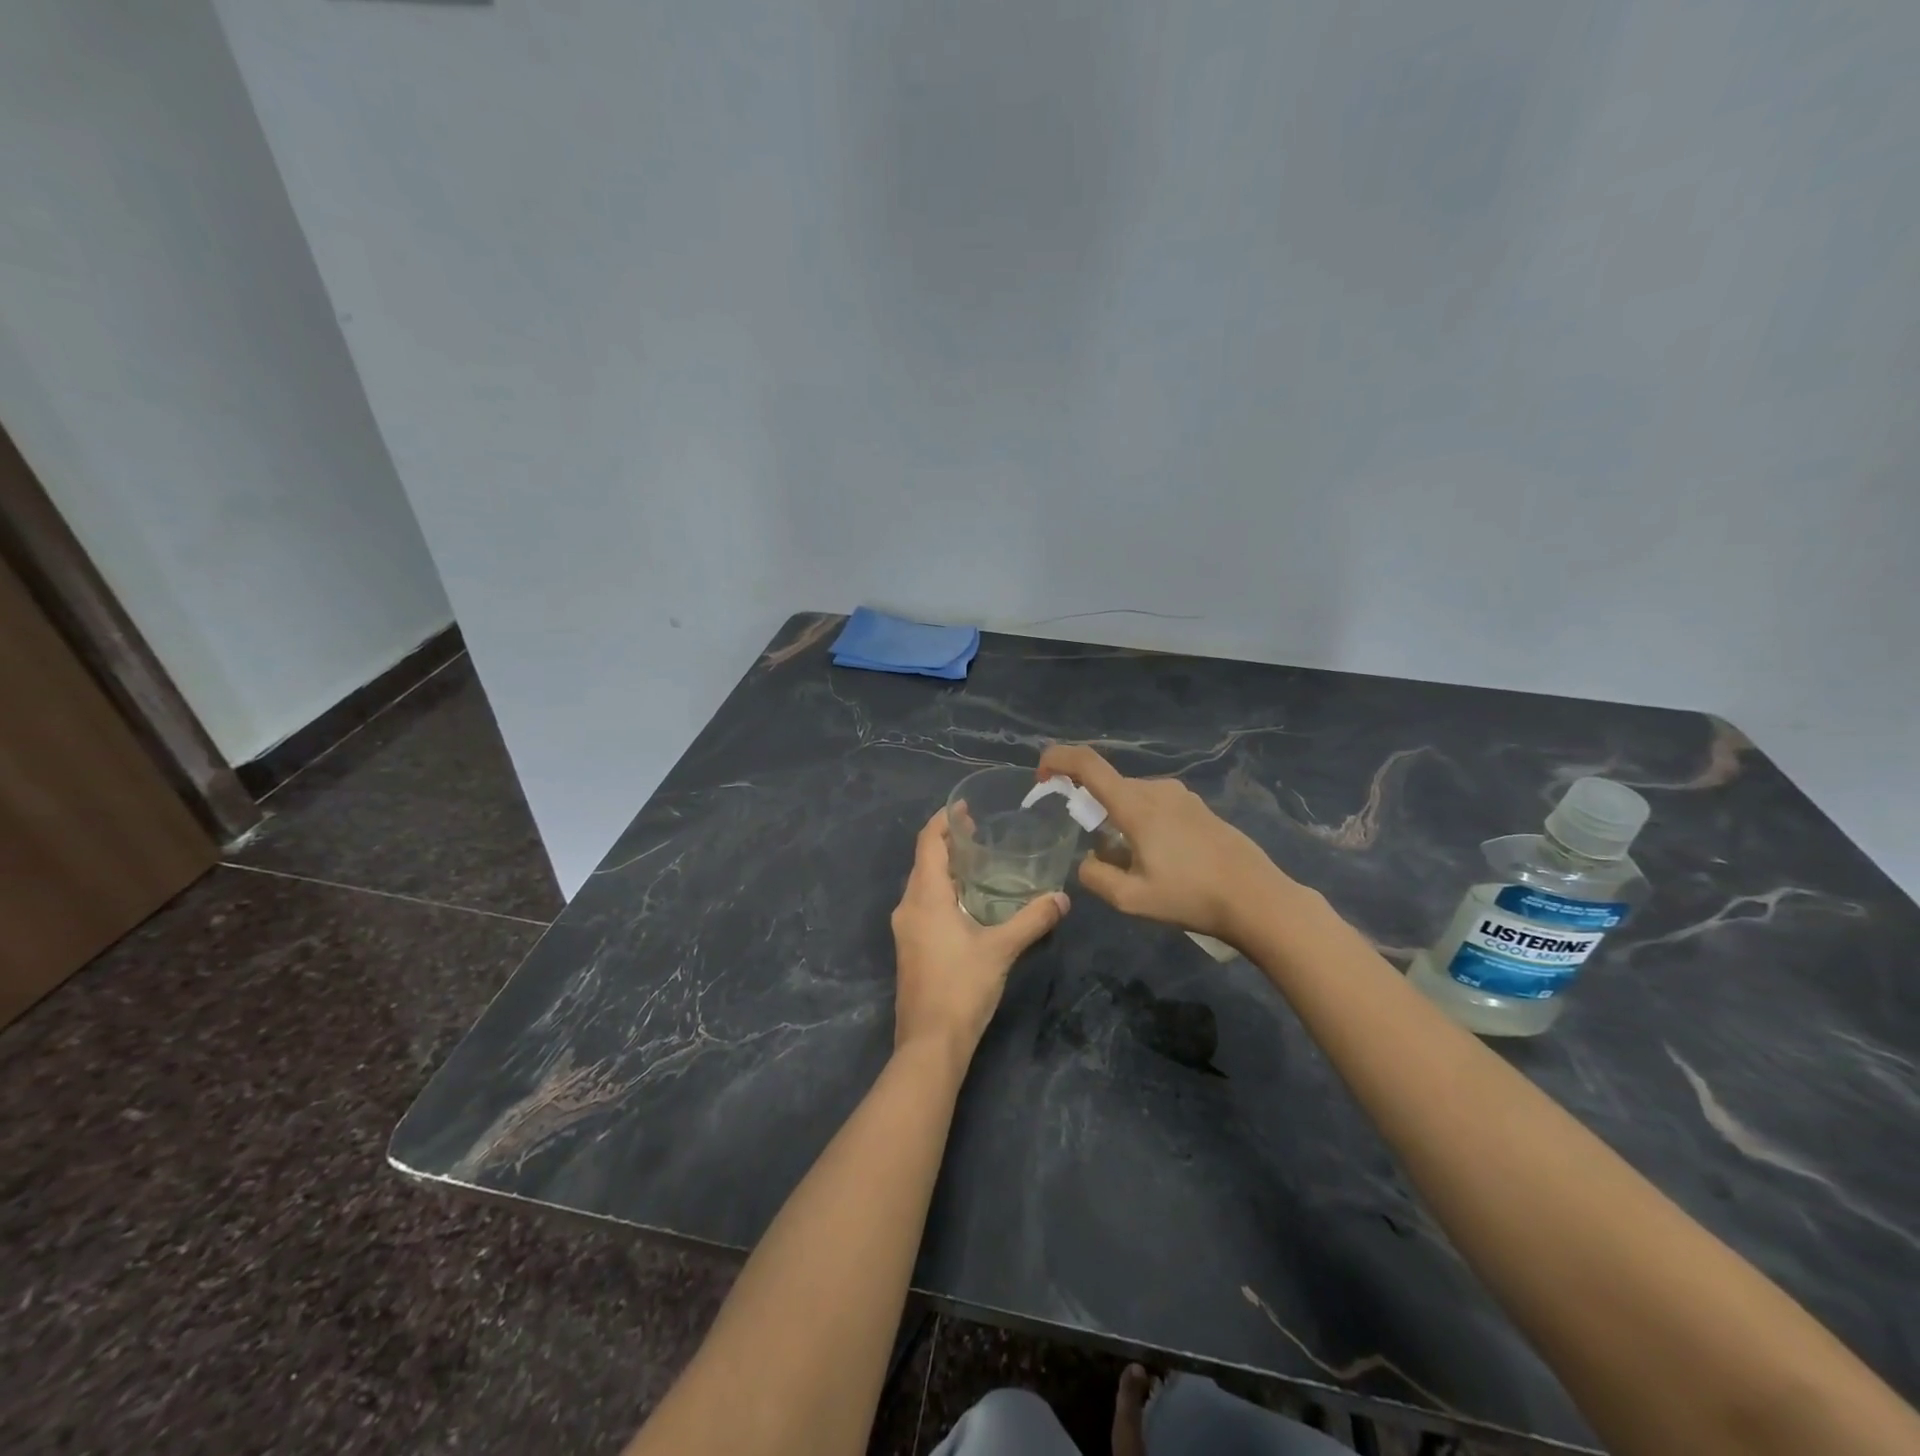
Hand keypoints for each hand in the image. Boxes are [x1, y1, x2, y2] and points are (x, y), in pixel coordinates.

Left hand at [890, 807, 1068, 1062]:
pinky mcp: (910, 948)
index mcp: (925, 898)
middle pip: (924, 861)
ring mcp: (905, 929)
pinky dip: (943, 891)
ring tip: (978, 863)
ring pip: (923, 884)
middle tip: (981, 832)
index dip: (943, 821)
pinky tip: (969, 902)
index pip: (928, 843)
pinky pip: (923, 905)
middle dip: (948, 843)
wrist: (930, 1044)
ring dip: (945, 868)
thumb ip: (1033, 920)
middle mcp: (908, 907)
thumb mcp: (1001, 950)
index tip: (964, 808)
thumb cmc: (961, 988)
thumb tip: (1063, 897)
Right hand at [1036, 744, 1288, 945]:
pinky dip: (1144, 824)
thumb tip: (1089, 861)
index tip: (1041, 775)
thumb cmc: (1191, 897)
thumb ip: (1095, 877)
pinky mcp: (1200, 808)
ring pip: (1133, 799)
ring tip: (1136, 866)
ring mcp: (1183, 796)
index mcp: (1136, 806)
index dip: (1058, 760)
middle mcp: (1157, 790)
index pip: (1088, 765)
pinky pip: (1157, 806)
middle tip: (1100, 855)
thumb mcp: (1131, 899)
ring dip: (1121, 822)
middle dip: (1093, 811)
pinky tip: (1163, 861)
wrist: (1257, 899)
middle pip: (1109, 787)